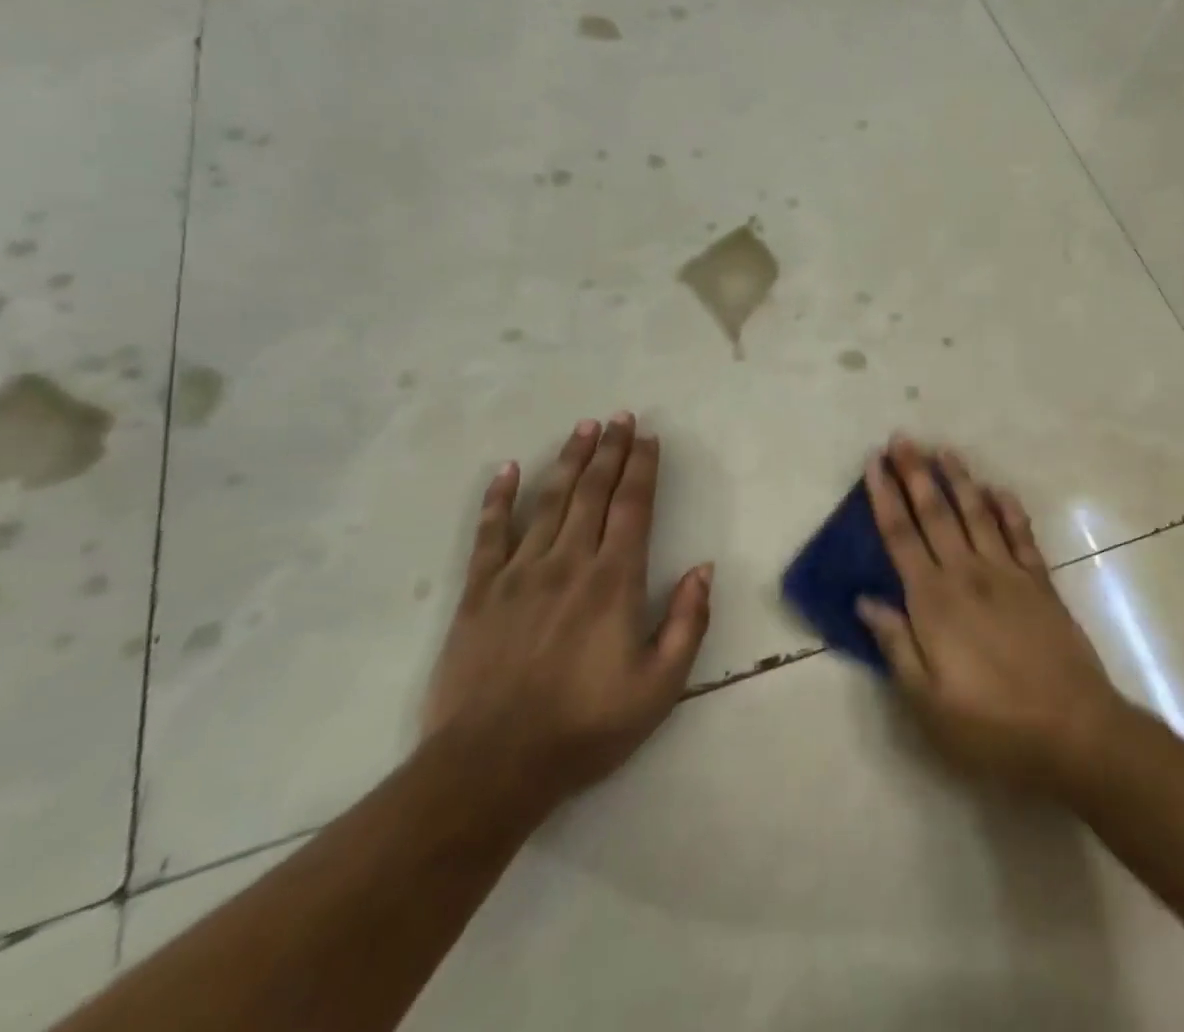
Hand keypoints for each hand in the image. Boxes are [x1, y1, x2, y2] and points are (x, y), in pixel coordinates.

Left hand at [423, 413, 711, 812]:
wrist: (491, 766)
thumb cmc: (586, 726)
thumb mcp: (660, 686)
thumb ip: (688, 622)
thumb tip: (703, 568)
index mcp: (615, 581)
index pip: (633, 507)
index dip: (643, 468)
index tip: (649, 437)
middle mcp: (570, 562)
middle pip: (593, 492)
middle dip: (610, 451)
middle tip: (619, 417)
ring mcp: (520, 573)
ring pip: (549, 502)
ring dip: (569, 461)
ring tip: (583, 428)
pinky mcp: (480, 593)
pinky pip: (490, 534)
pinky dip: (499, 499)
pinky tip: (509, 470)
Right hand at [856, 436, 1129, 797]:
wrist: (1074, 730)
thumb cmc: (991, 725)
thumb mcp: (928, 702)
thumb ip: (896, 645)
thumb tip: (865, 601)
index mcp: (934, 601)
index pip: (901, 536)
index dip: (884, 497)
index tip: (874, 463)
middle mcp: (967, 573)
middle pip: (935, 512)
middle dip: (915, 473)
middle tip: (902, 438)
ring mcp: (1007, 573)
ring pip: (976, 513)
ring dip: (958, 479)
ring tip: (943, 450)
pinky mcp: (1040, 582)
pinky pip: (1020, 534)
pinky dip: (1008, 508)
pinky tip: (999, 490)